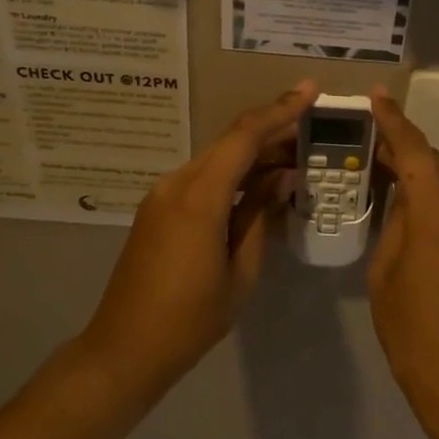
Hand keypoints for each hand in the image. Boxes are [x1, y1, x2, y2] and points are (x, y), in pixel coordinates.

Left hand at [78, 81, 316, 392]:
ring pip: (216, 160)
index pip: (244, 137)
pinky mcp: (158, 209)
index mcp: (198, 197)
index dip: (280, 111)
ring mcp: (162, 195)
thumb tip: (283, 177)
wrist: (126, 348)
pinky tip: (259, 184)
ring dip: (253, 155)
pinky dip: (233, 175)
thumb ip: (260, 215)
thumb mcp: (240, 270)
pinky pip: (202, 179)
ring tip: (296, 158)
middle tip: (313, 132)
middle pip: (230, 144)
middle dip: (272, 132)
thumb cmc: (191, 318)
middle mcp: (176, 184)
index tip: (310, 91)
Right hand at [367, 88, 438, 432]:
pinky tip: (415, 214)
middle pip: (437, 165)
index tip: (377, 97)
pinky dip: (437, 202)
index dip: (395, 122)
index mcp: (438, 217)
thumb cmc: (414, 335)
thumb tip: (403, 204)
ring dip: (423, 176)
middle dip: (406, 148)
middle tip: (373, 142)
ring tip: (389, 177)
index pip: (416, 153)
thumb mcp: (385, 277)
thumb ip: (395, 228)